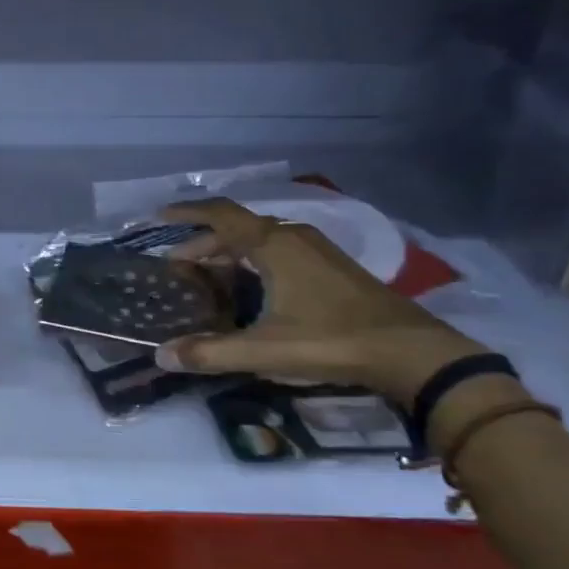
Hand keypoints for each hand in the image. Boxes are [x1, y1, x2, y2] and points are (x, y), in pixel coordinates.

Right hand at [153, 198, 487, 403]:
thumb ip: (211, 353)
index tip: (158, 217)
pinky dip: (253, 259)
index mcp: (274, 245)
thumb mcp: (265, 350)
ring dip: (229, 251)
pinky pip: (279, 250)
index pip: (220, 215)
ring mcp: (317, 250)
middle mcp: (294, 236)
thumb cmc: (331, 340)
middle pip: (238, 228)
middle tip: (177, 265)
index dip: (187, 214)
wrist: (410, 351)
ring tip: (207, 275)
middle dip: (203, 243)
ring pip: (261, 239)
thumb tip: (162, 355)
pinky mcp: (331, 267)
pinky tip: (251, 287)